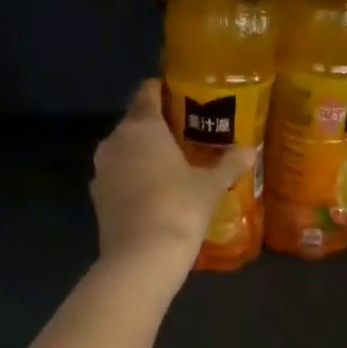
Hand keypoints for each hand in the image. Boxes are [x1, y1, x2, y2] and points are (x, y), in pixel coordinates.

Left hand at [92, 81, 252, 274]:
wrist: (141, 257)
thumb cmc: (179, 208)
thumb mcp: (210, 186)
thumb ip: (229, 164)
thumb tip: (250, 150)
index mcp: (142, 125)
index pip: (147, 91)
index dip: (164, 90)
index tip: (182, 97)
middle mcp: (115, 139)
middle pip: (136, 121)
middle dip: (158, 126)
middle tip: (186, 136)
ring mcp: (102, 168)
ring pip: (124, 149)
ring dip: (143, 154)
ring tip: (172, 166)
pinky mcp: (96, 195)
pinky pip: (118, 175)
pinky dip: (132, 178)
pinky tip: (153, 193)